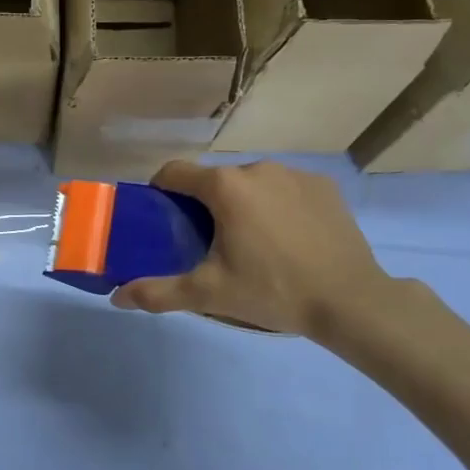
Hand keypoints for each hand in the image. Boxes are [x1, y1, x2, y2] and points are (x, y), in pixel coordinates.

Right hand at [112, 160, 392, 339]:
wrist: (353, 301)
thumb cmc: (273, 290)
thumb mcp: (210, 294)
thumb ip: (159, 292)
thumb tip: (117, 297)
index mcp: (224, 186)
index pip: (174, 172)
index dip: (161, 192)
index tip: (163, 218)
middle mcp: (256, 168)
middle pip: (214, 180)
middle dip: (205, 204)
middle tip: (209, 242)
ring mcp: (293, 174)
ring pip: (251, 183)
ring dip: (243, 203)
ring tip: (253, 243)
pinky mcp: (323, 186)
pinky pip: (285, 188)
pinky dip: (278, 205)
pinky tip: (289, 238)